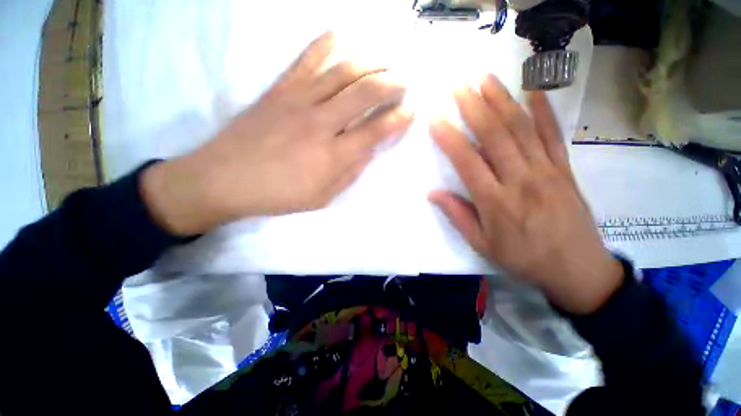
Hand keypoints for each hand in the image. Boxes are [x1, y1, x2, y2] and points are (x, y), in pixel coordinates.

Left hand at [141, 32, 412, 235]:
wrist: (224, 180)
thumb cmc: (278, 195)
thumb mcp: (322, 197)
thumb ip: (349, 173)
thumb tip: (368, 150)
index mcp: (333, 156)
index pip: (375, 131)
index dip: (398, 119)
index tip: (411, 111)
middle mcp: (321, 123)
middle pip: (365, 94)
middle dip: (392, 84)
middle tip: (405, 81)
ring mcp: (299, 101)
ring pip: (342, 71)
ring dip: (370, 62)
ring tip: (386, 59)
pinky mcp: (279, 89)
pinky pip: (306, 59)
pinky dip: (325, 42)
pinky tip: (342, 34)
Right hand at [429, 74, 622, 313]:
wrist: (577, 270)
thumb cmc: (523, 259)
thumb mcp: (482, 245)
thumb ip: (458, 216)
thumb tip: (433, 194)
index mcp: (496, 202)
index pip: (467, 161)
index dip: (450, 138)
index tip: (435, 119)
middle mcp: (520, 180)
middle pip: (495, 135)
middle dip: (475, 106)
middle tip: (459, 84)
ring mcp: (546, 171)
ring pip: (522, 129)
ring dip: (503, 100)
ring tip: (486, 78)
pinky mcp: (565, 170)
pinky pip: (554, 136)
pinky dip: (545, 111)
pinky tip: (534, 91)